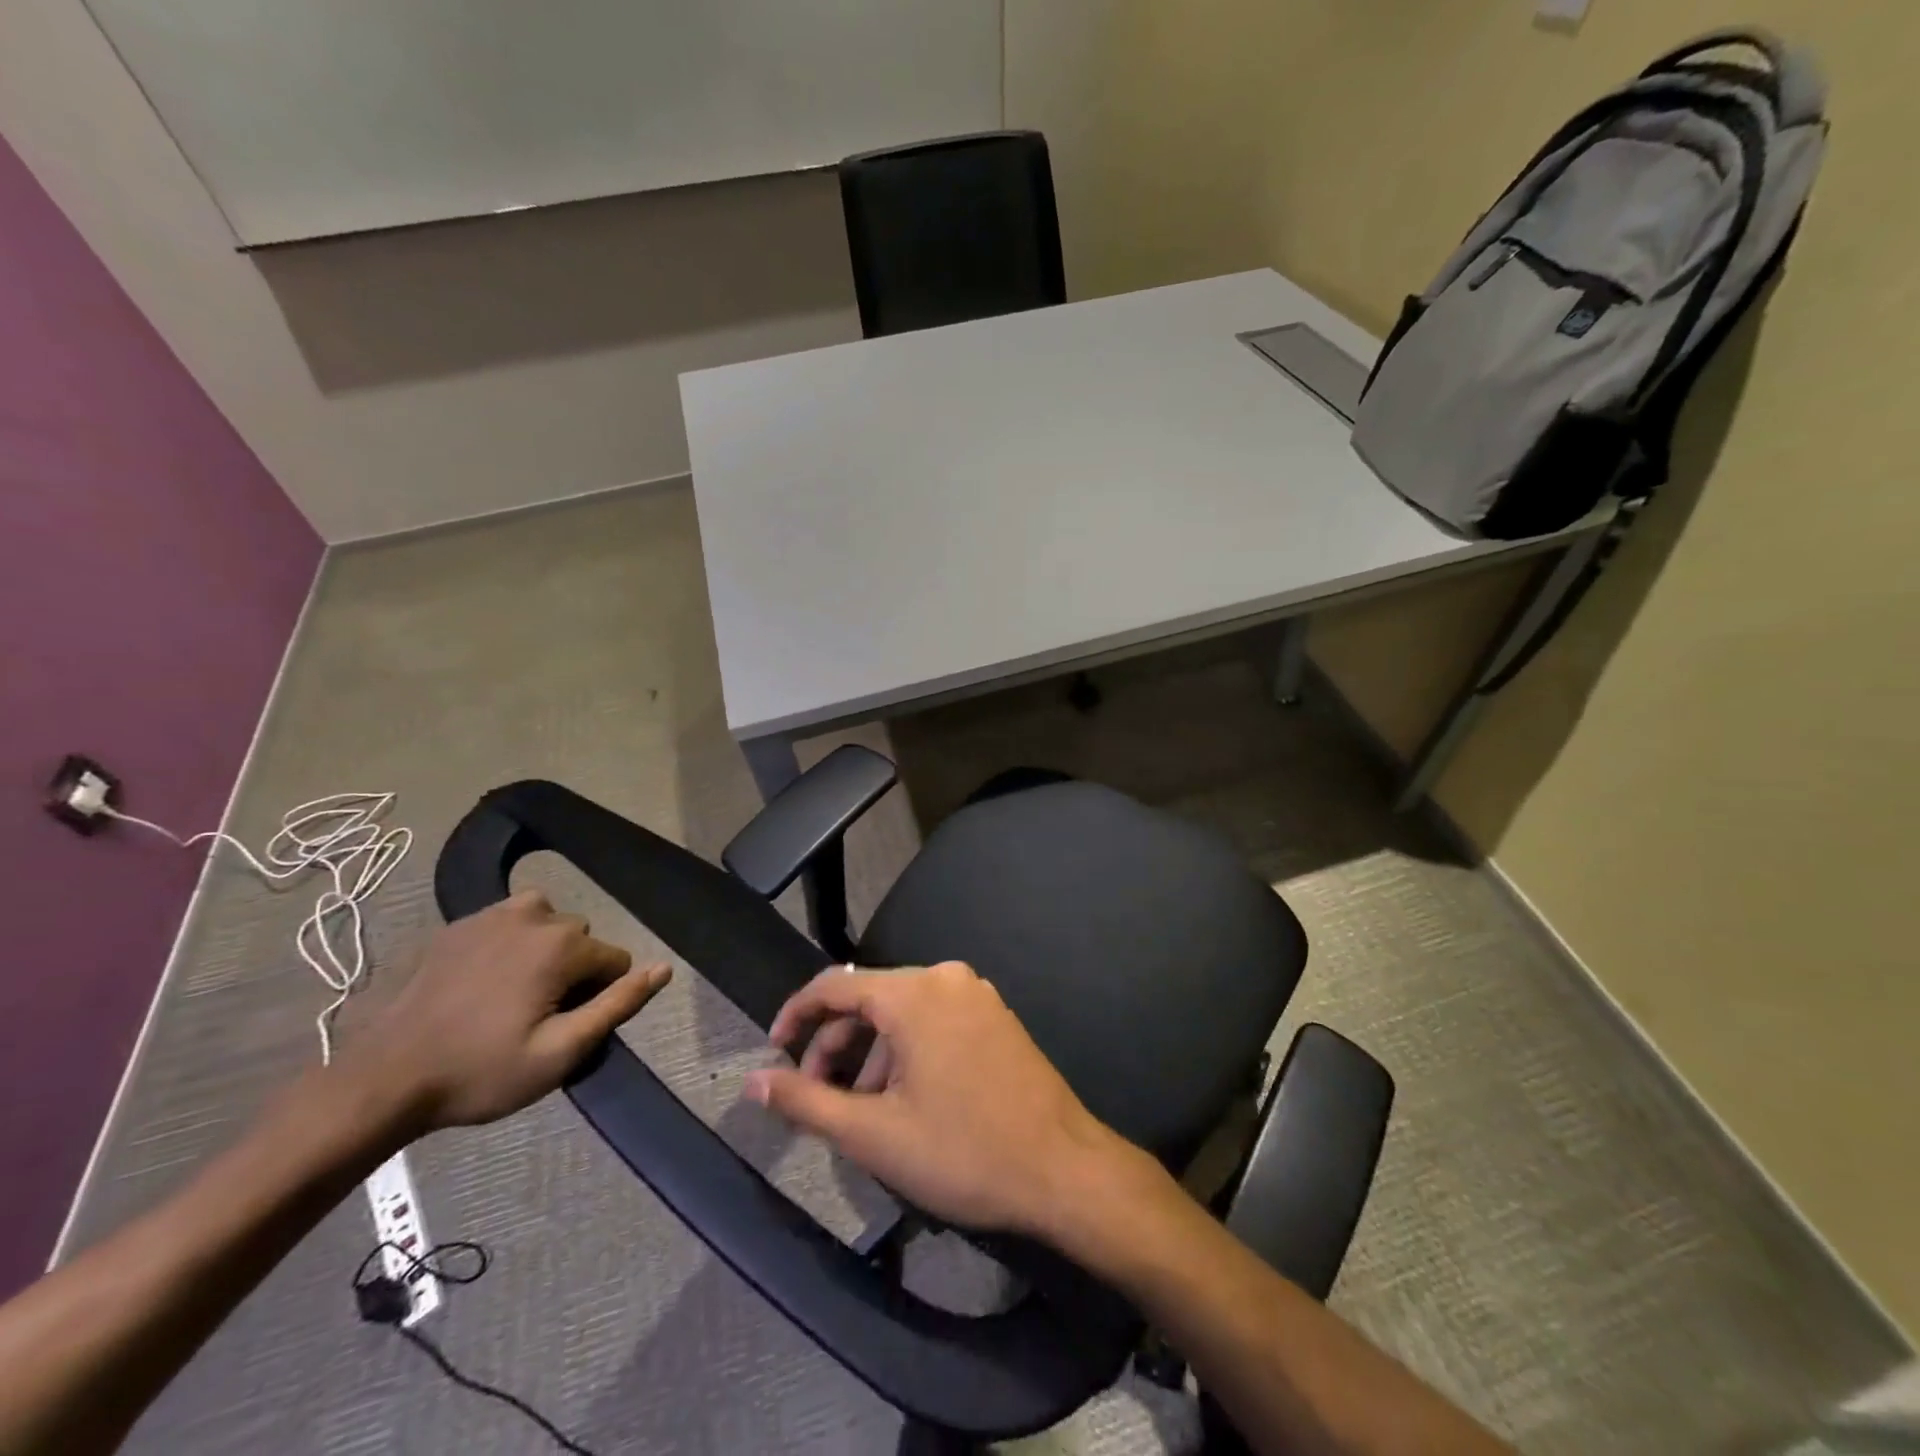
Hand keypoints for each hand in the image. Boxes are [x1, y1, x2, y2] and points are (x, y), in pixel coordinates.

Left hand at [342, 890, 670, 1132]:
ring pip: (546, 924)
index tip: (560, 1028)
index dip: (596, 998)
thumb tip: (664, 968)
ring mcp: (491, 915)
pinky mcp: (456, 925)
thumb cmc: (480, 1072)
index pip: (615, 962)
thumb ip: (618, 1005)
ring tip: (511, 995)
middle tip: (532, 1019)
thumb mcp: (561, 1052)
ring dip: (543, 951)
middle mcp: (535, 915)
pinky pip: (506, 922)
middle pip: (581, 940)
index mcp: (563, 946)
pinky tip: (480, 982)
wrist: (382, 1080)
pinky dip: (508, 943)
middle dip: (571, 972)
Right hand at [744, 962, 1130, 1237]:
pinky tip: (907, 1099)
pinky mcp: (996, 1015)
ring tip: (864, 1112)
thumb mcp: (873, 1134)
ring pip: (902, 1012)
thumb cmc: (963, 1152)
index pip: (835, 984)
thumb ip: (806, 1101)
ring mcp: (976, 994)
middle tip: (818, 1098)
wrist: (1064, 1170)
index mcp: (914, 993)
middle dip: (836, 1045)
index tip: (773, 1052)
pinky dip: (907, 1050)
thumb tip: (753, 1081)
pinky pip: (934, 1019)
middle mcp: (945, 978)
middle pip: (870, 998)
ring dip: (872, 1054)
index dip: (796, 1015)